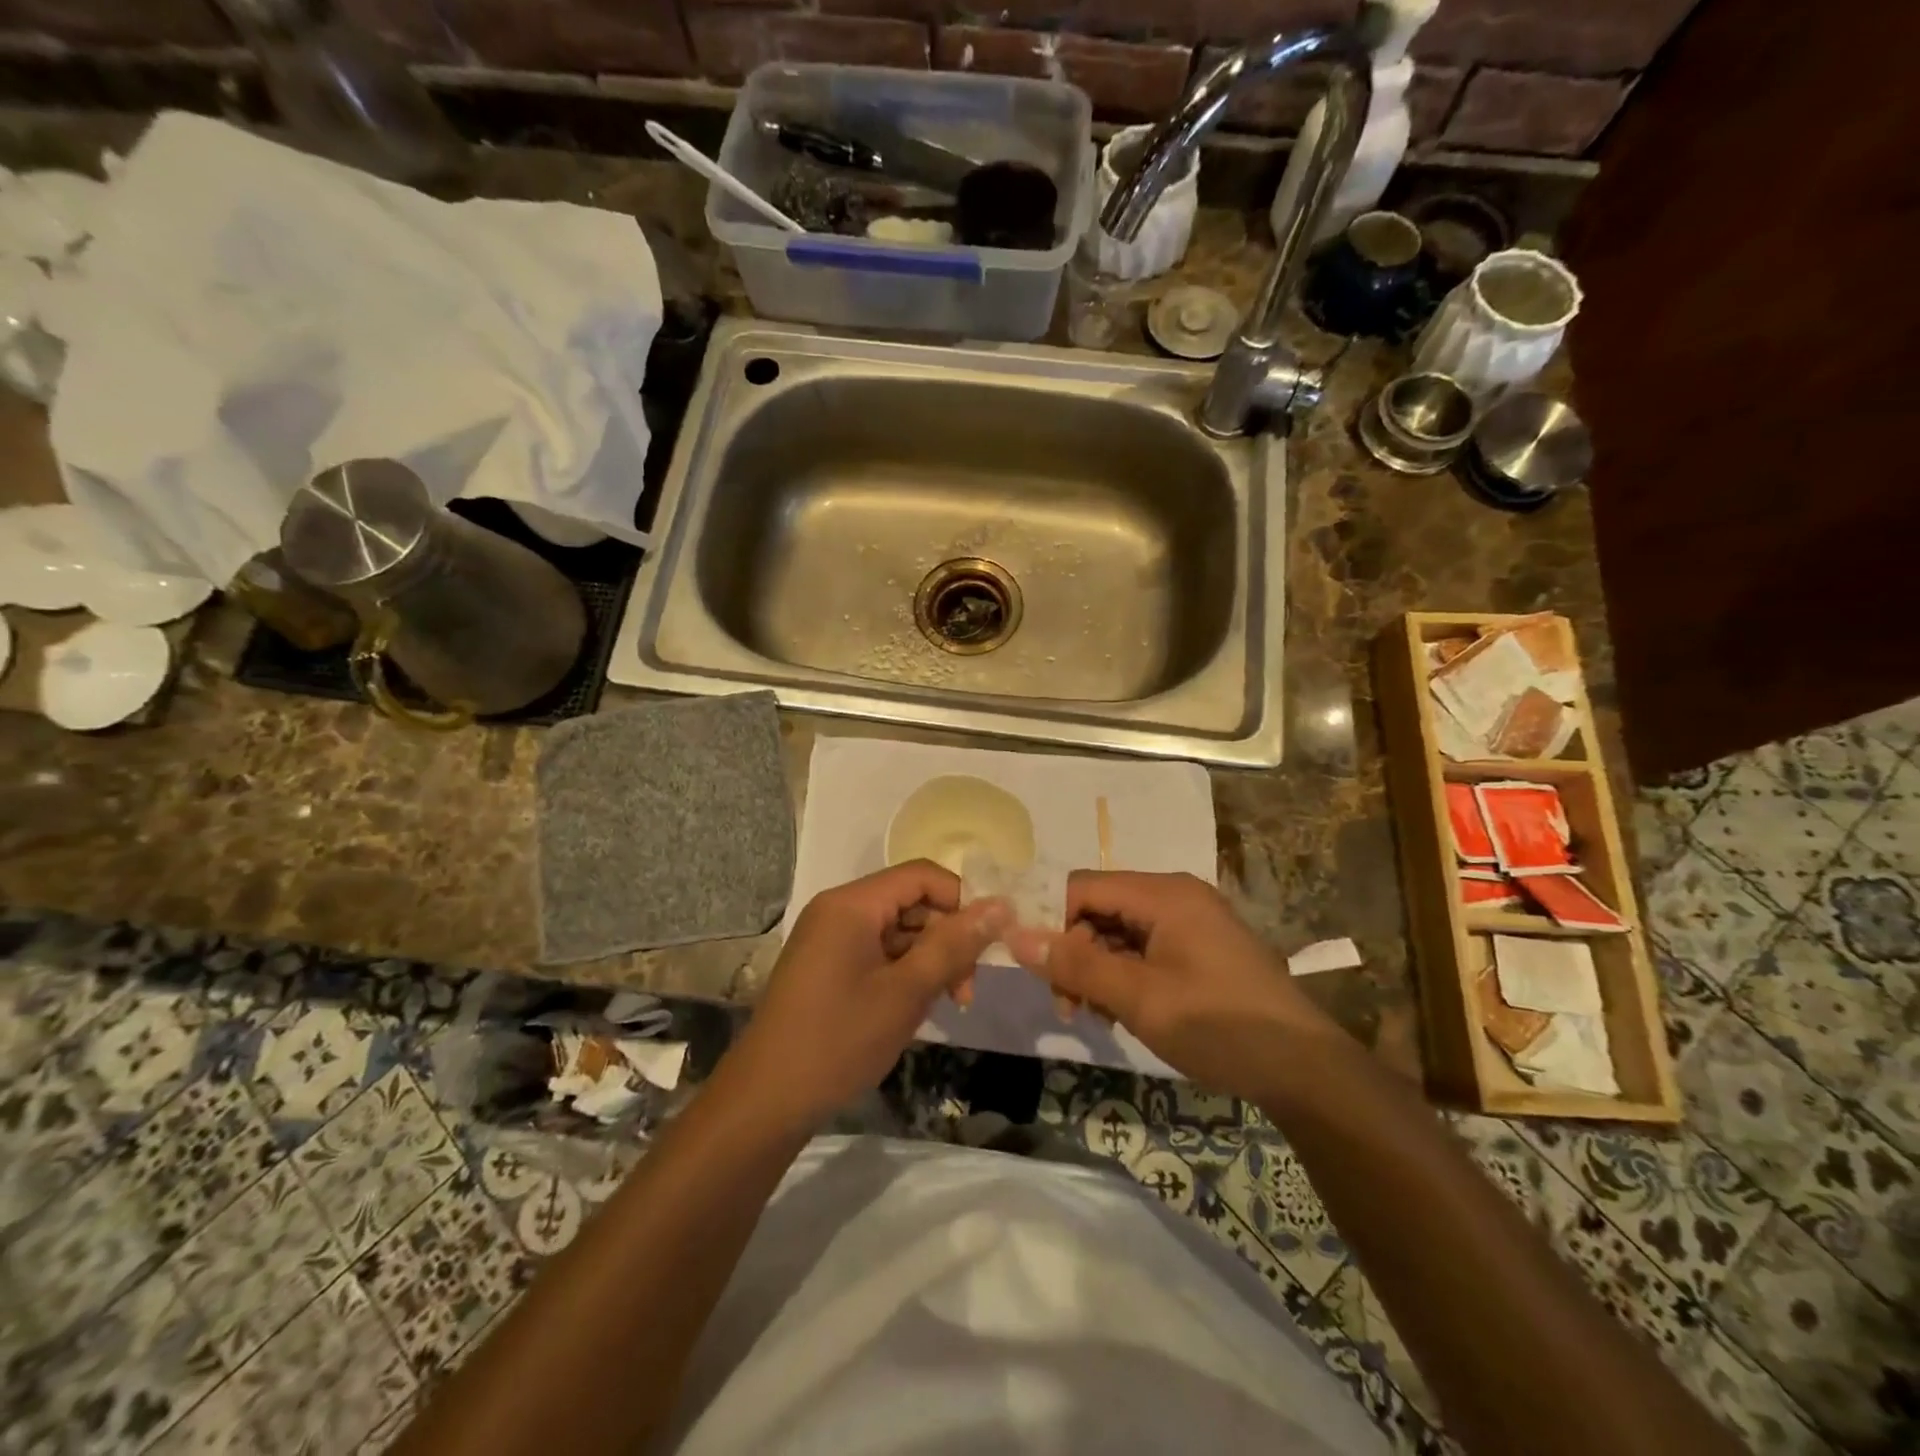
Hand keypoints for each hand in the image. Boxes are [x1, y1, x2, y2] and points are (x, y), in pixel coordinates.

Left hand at [726, 862, 1008, 1127]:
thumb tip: (1001, 905)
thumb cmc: (840, 1040)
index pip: (922, 876)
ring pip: (898, 931)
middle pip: (911, 903)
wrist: (766, 1101)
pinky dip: (904, 974)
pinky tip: (916, 1008)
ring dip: (929, 961)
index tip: (988, 943)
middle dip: (947, 940)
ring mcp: (830, 938)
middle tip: (966, 991)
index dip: (961, 901)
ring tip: (946, 1005)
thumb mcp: (907, 992)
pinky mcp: (827, 965)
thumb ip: (954, 945)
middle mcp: (838, 910)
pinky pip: (878, 953)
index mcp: (852, 904)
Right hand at [1006, 871, 1341, 1100]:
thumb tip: (1015, 936)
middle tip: (1070, 1006)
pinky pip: (1146, 949)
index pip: (1083, 887)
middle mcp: (1176, 896)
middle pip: (1101, 909)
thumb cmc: (1218, 1025)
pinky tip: (1123, 1013)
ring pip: (1120, 933)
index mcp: (1163, 894)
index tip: (1041, 971)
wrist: (1304, 1069)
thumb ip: (1076, 965)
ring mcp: (1191, 922)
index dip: (1053, 922)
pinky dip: (1126, 976)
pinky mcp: (1201, 948)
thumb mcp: (1138, 998)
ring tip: (1097, 1017)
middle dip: (1076, 954)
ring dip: (1099, 971)